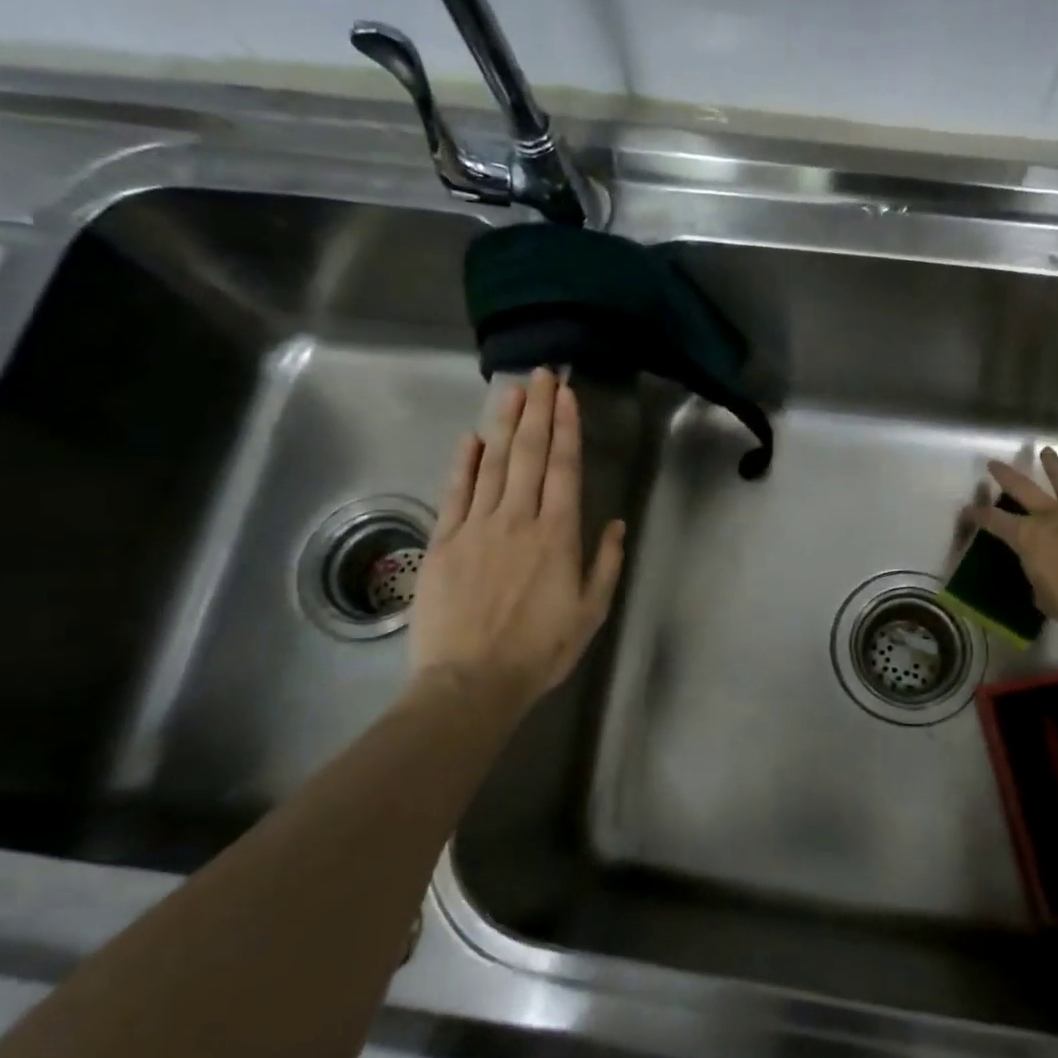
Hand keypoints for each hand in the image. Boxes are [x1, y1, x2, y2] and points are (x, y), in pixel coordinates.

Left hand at [409, 368, 625, 710]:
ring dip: (504, 424)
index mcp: (557, 536)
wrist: (471, 682)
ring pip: (493, 464)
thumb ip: (604, 564)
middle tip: (541, 374)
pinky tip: (472, 437)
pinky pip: (456, 492)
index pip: (563, 469)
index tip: (566, 396)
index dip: (566, 428)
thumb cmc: (539, 651)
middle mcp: (518, 520)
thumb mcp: (590, 613)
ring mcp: (477, 527)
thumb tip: (613, 523)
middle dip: (537, 411)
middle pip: (528, 454)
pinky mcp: (445, 542)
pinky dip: (464, 462)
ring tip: (512, 390)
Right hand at [968, 447, 1057, 639]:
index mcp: (1029, 538)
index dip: (978, 515)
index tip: (967, 510)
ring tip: (1046, 452)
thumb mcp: (1044, 598)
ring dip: (1054, 466)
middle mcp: (1053, 517)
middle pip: (1025, 489)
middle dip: (1006, 475)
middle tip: (995, 463)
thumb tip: (1041, 577)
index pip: (995, 521)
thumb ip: (1040, 580)